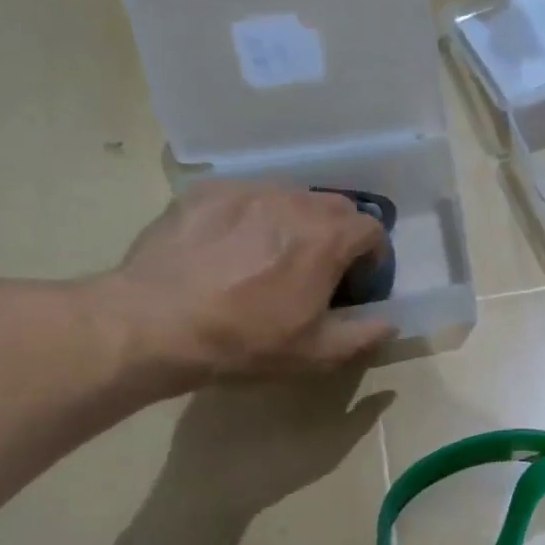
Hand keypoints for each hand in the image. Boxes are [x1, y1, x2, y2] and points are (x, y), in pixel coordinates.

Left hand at [99, 181, 395, 384]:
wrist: (154, 323)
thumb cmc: (244, 341)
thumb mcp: (316, 353)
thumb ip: (364, 336)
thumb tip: (391, 323)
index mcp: (326, 238)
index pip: (372, 229)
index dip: (374, 256)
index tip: (359, 282)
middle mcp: (292, 202)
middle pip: (335, 206)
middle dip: (339, 235)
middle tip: (321, 269)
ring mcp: (245, 191)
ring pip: (290, 196)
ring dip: (297, 222)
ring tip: (273, 256)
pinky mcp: (205, 191)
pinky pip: (245, 195)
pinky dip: (253, 216)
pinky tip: (231, 246)